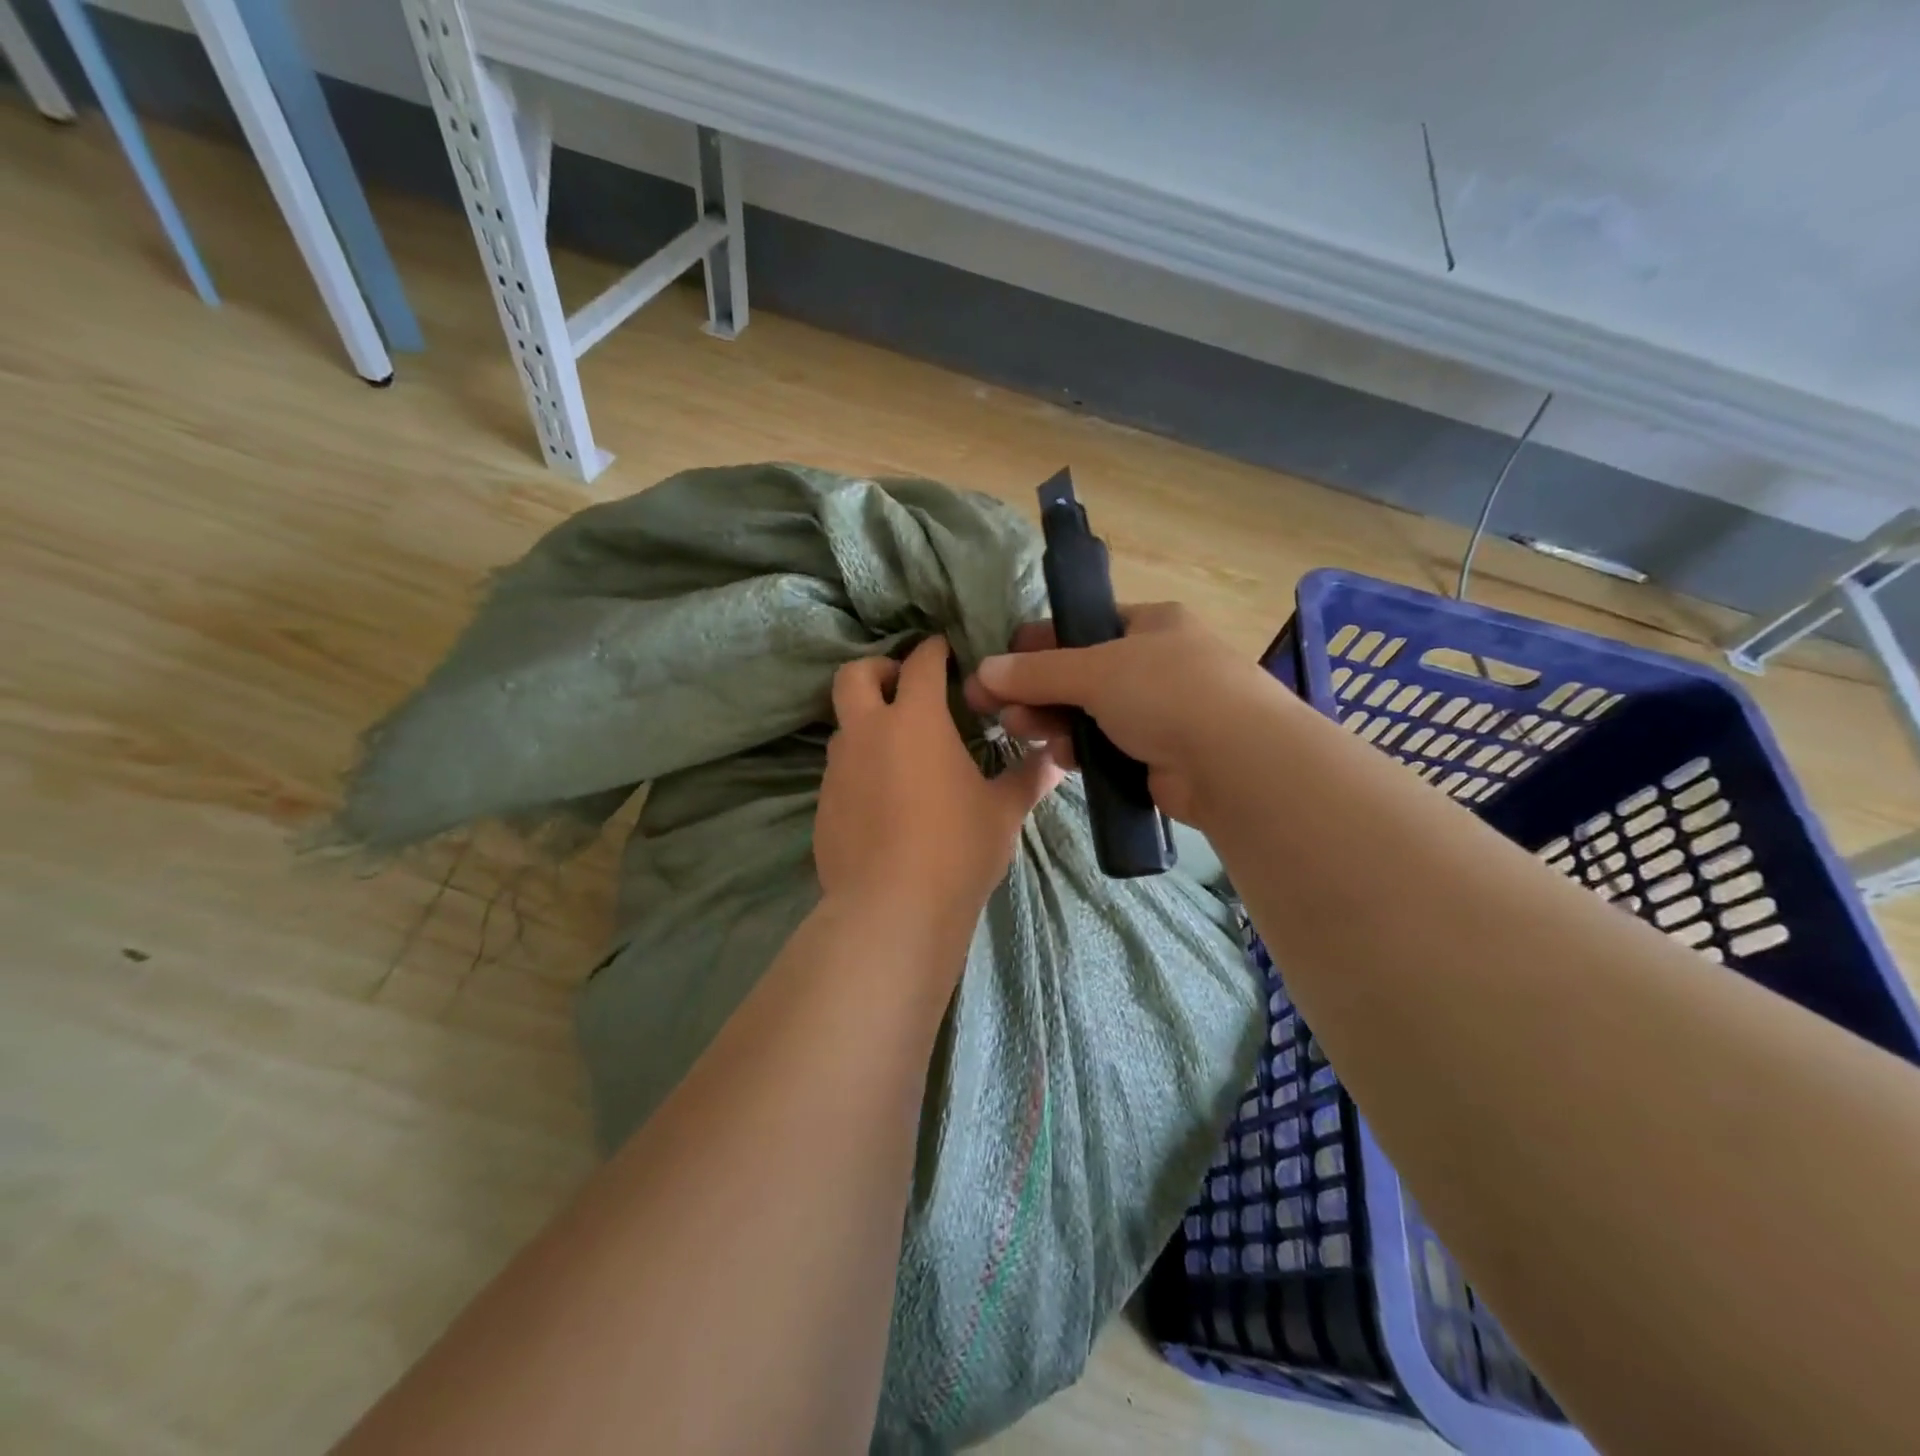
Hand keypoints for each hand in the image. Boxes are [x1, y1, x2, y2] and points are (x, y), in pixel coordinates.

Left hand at [816, 636, 1061, 928]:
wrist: (892, 909)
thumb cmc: (956, 849)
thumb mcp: (1003, 812)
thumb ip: (1029, 777)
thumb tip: (1058, 758)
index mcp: (916, 720)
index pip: (921, 663)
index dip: (933, 650)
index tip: (944, 650)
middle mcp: (868, 733)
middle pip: (854, 675)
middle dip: (877, 669)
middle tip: (902, 686)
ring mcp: (838, 769)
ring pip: (844, 726)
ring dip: (867, 723)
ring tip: (899, 751)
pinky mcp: (823, 805)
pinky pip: (839, 771)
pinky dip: (859, 768)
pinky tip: (883, 801)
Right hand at [962, 602, 1280, 824]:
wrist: (1236, 762)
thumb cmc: (1167, 692)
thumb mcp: (1095, 670)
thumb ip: (1037, 672)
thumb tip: (983, 672)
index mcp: (1152, 624)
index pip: (1085, 626)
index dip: (1040, 642)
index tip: (1002, 663)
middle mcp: (1158, 664)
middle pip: (1082, 674)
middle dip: (1037, 689)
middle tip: (996, 707)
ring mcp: (1162, 712)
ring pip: (1091, 714)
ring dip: (1053, 721)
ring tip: (1021, 730)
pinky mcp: (1160, 756)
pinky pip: (1108, 748)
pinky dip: (1082, 751)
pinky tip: (1062, 758)